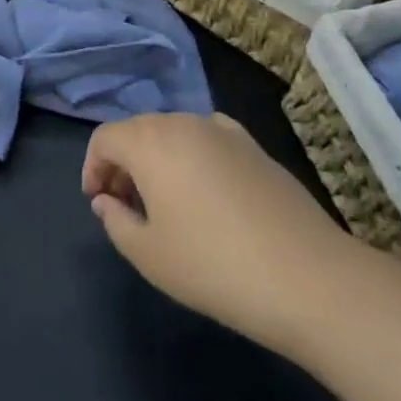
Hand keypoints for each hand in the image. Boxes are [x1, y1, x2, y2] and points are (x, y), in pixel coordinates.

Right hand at [82, 113, 356, 347]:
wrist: (308, 277)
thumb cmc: (214, 266)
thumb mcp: (149, 255)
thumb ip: (116, 222)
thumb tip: (107, 201)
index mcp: (150, 141)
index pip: (105, 138)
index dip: (93, 167)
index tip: (98, 202)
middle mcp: (183, 123)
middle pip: (138, 131)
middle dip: (123, 163)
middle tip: (126, 205)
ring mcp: (223, 130)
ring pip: (174, 133)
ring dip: (158, 159)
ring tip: (165, 203)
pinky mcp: (254, 146)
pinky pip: (208, 139)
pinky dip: (193, 157)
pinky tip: (206, 193)